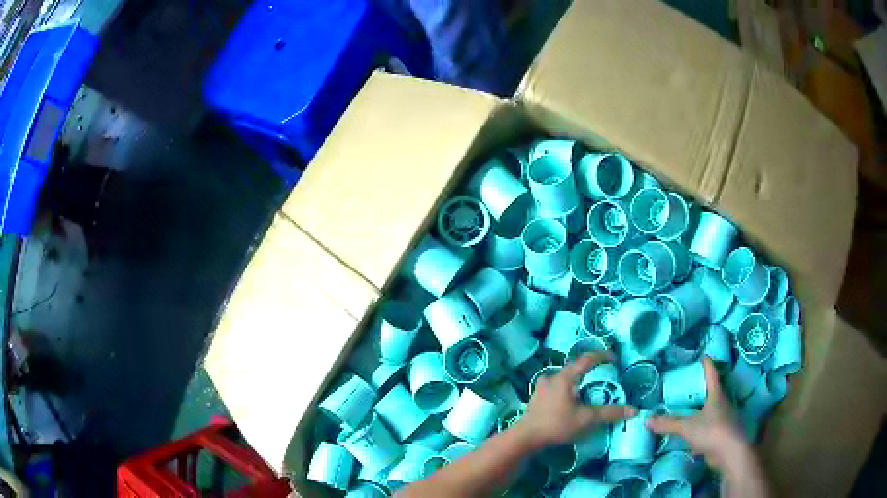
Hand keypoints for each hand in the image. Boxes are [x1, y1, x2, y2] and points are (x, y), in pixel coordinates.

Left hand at [514, 353, 635, 449]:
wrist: (526, 438)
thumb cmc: (557, 424)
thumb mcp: (587, 419)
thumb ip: (610, 413)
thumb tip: (634, 410)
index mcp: (564, 378)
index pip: (586, 359)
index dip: (602, 356)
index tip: (615, 359)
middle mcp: (551, 378)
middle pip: (574, 369)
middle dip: (589, 371)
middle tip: (602, 377)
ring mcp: (541, 388)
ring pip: (563, 379)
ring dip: (576, 382)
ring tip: (587, 391)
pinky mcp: (536, 399)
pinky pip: (555, 389)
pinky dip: (566, 391)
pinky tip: (570, 402)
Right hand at [647, 358, 748, 469]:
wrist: (730, 452)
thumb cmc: (712, 431)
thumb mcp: (687, 427)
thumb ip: (668, 424)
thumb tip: (646, 420)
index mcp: (717, 395)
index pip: (712, 374)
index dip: (707, 364)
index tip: (703, 356)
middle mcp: (723, 403)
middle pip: (715, 390)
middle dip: (705, 387)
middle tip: (691, 384)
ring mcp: (725, 418)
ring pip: (714, 408)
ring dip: (704, 408)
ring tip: (691, 408)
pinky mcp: (723, 433)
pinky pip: (712, 425)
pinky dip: (704, 425)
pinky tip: (695, 432)